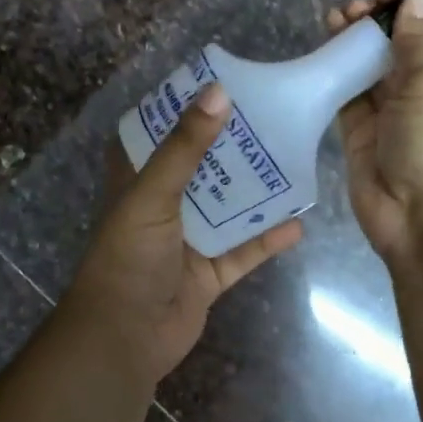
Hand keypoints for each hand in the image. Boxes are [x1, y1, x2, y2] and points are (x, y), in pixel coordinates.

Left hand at [62, 83, 303, 383]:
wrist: (125, 337)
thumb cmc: (129, 256)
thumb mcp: (152, 194)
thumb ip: (185, 146)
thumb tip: (218, 91)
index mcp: (139, 181)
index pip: (160, 133)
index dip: (186, 109)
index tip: (223, 84)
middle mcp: (164, 206)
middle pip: (203, 168)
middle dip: (234, 147)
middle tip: (275, 119)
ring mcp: (188, 241)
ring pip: (228, 209)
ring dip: (256, 192)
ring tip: (294, 163)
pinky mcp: (209, 274)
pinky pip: (243, 251)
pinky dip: (267, 240)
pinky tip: (298, 224)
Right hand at [328, 0, 422, 262]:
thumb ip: (415, 41)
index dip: (409, 15)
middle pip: (399, 53)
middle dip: (377, 28)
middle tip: (351, 9)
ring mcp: (394, 119)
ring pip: (371, 74)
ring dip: (354, 46)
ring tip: (333, 18)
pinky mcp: (363, 138)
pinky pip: (349, 100)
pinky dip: (337, 76)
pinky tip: (323, 51)